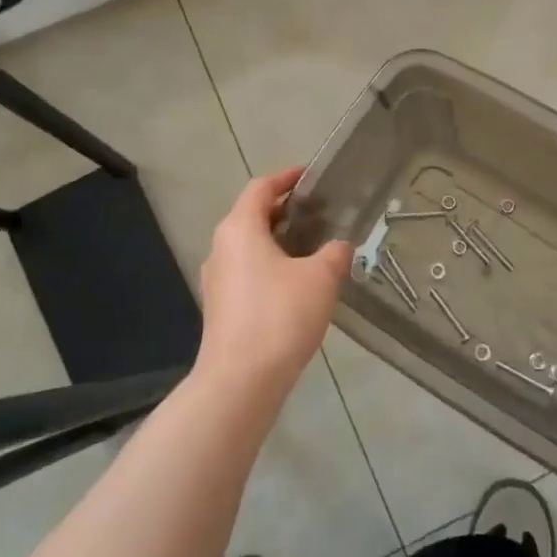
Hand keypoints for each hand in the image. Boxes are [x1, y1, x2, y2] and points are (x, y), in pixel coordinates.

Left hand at [195, 168, 350, 393]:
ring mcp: (217, 280)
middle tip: (320, 213)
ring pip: (249, 247)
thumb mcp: (321, 278)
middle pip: (252, 216)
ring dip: (278, 241)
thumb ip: (335, 253)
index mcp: (239, 229)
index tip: (310, 176)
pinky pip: (247, 272)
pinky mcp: (220, 307)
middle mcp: (221, 248)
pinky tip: (297, 285)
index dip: (286, 178)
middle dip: (285, 211)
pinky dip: (270, 266)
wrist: (241, 380)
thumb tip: (339, 246)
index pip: (261, 188)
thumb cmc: (280, 315)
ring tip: (313, 249)